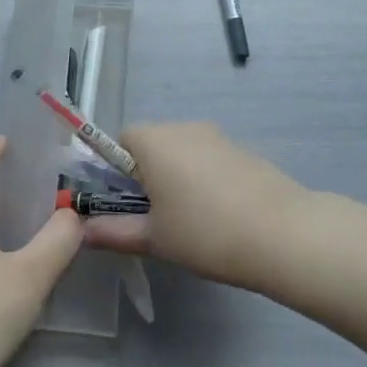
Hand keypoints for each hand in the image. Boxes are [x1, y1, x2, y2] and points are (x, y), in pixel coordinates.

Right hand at [80, 122, 309, 289]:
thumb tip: (82, 230)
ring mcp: (217, 136)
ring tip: (189, 222)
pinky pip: (208, 160)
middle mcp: (182, 127)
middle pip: (150, 145)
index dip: (114, 172)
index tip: (125, 205)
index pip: (118, 141)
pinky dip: (204, 181)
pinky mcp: (243, 150)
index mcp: (153, 140)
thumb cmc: (205, 232)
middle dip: (145, 177)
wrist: (284, 234)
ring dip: (176, 179)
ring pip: (181, 153)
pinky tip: (219, 217)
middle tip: (154, 219)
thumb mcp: (153, 238)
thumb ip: (112, 232)